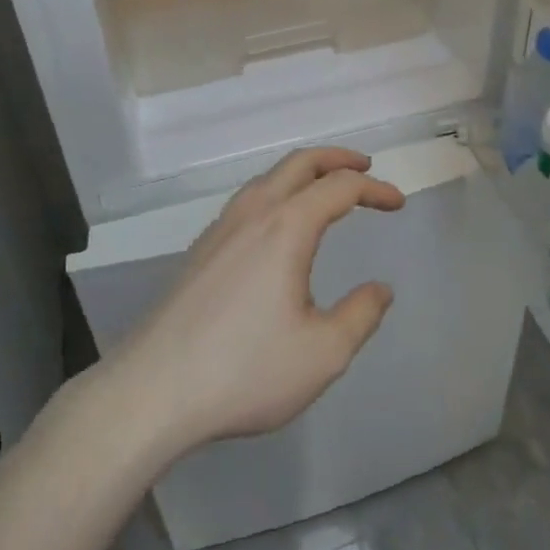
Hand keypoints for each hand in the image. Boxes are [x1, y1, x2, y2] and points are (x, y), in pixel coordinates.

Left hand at [106, 147, 404, 462]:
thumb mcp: (323, 354)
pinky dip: (278, 192)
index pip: (340, 187)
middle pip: (299, 163)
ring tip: (325, 188)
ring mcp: (220, 228)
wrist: (151, 390)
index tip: (398, 203)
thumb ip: (361, 315)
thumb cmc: (244, 370)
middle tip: (365, 166)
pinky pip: (248, 200)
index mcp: (286, 227)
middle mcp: (253, 213)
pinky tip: (278, 225)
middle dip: (337, 158)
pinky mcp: (201, 249)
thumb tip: (381, 289)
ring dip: (303, 172)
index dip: (374, 189)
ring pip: (268, 177)